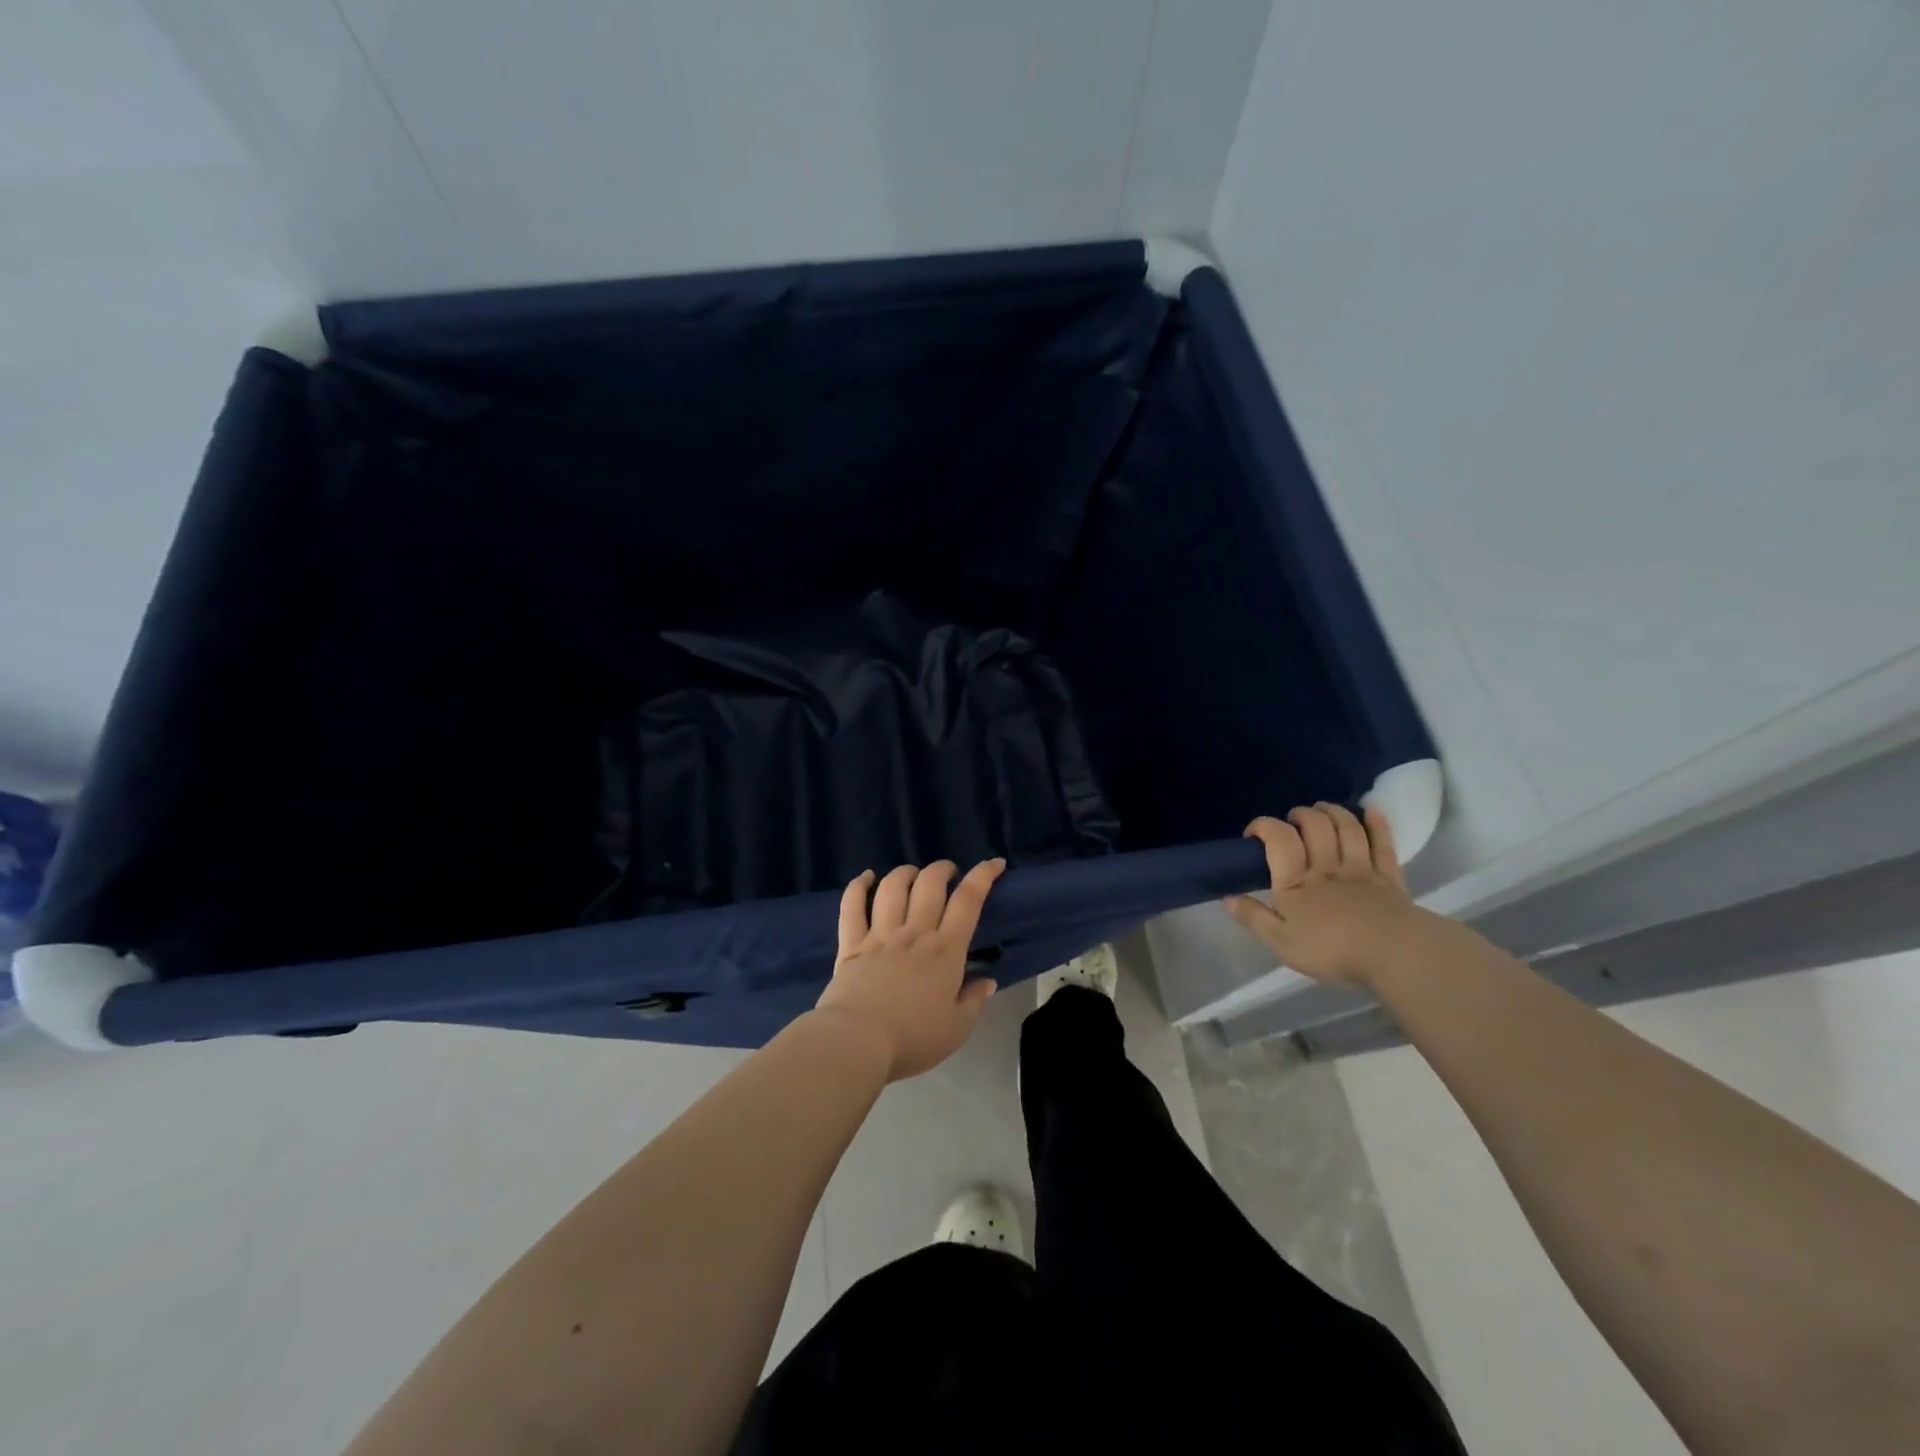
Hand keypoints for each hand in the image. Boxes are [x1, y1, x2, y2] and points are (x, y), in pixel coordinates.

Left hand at [815, 859, 1003, 1081]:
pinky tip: (866, 877)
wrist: (858, 1042)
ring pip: (893, 887)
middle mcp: (914, 933)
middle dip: (943, 869)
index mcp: (945, 951)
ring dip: (906, 873)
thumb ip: (973, 1001)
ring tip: (913, 874)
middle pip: (930, 884)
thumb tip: (988, 980)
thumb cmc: (913, 1039)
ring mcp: (880, 934)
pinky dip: (858, 885)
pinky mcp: (851, 944)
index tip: (994, 863)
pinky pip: (852, 906)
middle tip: (949, 873)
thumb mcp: (957, 1029)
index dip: (983, 876)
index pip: (968, 901)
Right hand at [1223, 803, 1430, 988]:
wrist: (1394, 955)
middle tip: (1291, 821)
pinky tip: (1371, 809)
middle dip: (1300, 815)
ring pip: (1346, 828)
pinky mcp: (1389, 877)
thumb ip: (1253, 918)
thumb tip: (1227, 897)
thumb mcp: (1281, 942)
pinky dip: (1377, 823)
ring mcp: (1361, 868)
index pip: (1278, 838)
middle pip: (1315, 826)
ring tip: (1321, 809)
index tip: (1253, 834)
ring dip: (1332, 812)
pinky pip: (1383, 843)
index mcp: (1296, 880)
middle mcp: (1326, 866)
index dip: (1263, 826)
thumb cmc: (1332, 950)